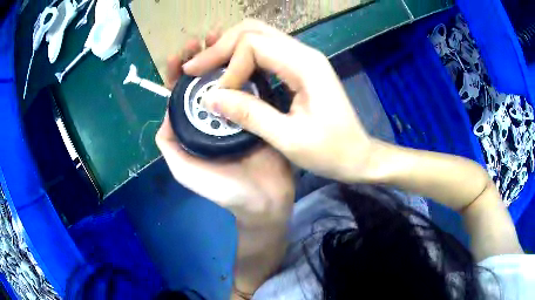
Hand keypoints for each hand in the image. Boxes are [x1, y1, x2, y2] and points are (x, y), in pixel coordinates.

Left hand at [155, 32, 294, 228]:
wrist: (265, 200)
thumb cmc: (224, 189)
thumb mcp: (185, 171)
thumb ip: (170, 145)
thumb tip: (165, 110)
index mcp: (195, 125)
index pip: (182, 94)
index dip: (178, 73)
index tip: (180, 55)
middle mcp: (215, 114)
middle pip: (205, 80)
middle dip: (201, 57)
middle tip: (203, 39)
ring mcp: (239, 110)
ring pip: (228, 78)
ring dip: (224, 57)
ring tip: (223, 38)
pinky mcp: (260, 111)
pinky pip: (251, 86)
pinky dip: (247, 68)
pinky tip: (248, 53)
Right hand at [183, 20, 374, 182]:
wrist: (358, 156)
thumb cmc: (332, 152)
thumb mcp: (289, 139)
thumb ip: (250, 114)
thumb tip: (210, 97)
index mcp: (305, 65)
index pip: (253, 45)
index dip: (228, 66)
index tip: (215, 94)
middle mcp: (303, 53)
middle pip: (253, 31)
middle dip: (220, 47)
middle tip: (195, 68)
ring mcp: (302, 58)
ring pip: (257, 37)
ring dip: (228, 49)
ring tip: (205, 67)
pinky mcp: (299, 68)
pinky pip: (264, 52)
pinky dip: (241, 59)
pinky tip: (228, 72)